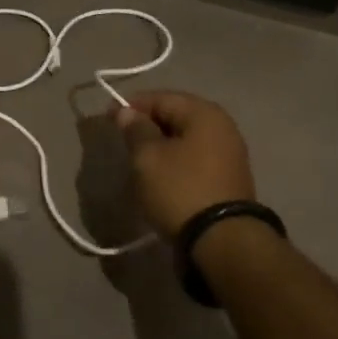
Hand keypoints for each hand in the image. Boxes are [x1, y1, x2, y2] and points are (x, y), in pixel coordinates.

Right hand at [116, 91, 255, 238]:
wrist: (222, 240)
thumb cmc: (180, 189)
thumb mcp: (148, 157)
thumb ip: (135, 130)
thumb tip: (127, 112)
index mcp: (204, 113)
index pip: (161, 98)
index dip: (131, 106)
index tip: (108, 119)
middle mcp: (222, 127)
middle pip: (176, 117)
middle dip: (147, 126)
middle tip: (123, 141)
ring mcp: (229, 154)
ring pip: (185, 140)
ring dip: (160, 146)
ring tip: (138, 161)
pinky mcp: (228, 179)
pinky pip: (194, 160)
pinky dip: (175, 162)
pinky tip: (160, 177)